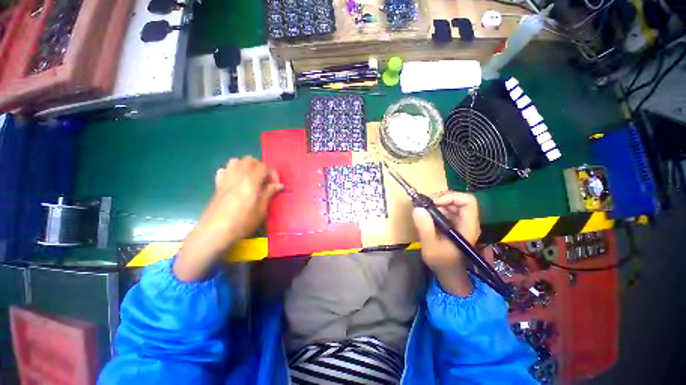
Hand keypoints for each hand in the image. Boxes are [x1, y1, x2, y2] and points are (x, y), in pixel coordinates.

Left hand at [175, 157, 282, 280]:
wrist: (215, 232)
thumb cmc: (243, 221)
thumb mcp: (261, 209)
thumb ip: (269, 193)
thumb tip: (280, 185)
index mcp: (251, 180)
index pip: (265, 167)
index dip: (273, 175)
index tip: (275, 187)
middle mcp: (238, 175)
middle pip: (250, 160)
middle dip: (260, 167)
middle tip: (264, 181)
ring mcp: (226, 179)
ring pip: (236, 161)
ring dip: (245, 167)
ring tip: (251, 180)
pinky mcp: (217, 186)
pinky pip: (224, 170)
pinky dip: (231, 172)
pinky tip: (235, 183)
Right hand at [412, 192, 480, 295]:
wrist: (448, 274)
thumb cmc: (442, 262)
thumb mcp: (430, 246)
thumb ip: (425, 227)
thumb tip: (417, 208)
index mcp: (467, 226)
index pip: (468, 201)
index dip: (450, 197)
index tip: (433, 203)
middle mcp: (467, 221)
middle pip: (458, 200)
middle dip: (440, 199)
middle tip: (424, 205)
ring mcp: (460, 222)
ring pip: (451, 204)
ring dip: (436, 204)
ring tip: (423, 210)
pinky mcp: (453, 224)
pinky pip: (446, 210)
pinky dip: (435, 209)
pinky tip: (426, 216)